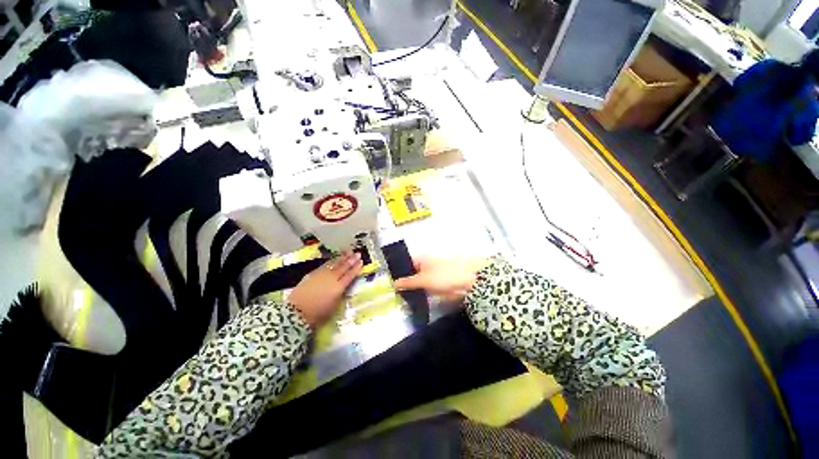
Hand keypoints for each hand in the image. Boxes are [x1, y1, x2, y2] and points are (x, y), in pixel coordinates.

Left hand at [289, 252, 362, 327]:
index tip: (361, 262)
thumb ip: (340, 293)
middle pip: (343, 267)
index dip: (356, 268)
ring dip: (342, 257)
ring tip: (348, 252)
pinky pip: (325, 265)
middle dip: (351, 260)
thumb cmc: (317, 314)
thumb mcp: (334, 306)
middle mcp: (331, 278)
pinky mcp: (312, 274)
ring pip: (334, 263)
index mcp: (338, 287)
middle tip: (357, 253)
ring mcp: (321, 274)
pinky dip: (331, 261)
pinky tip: (334, 259)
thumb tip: (343, 287)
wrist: (296, 312)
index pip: (350, 275)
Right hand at [393, 256, 488, 302]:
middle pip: (410, 273)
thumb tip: (394, 284)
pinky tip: (412, 299)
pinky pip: (424, 287)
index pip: (405, 263)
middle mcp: (425, 264)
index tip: (390, 283)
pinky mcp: (437, 283)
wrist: (466, 283)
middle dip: (403, 282)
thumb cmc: (443, 276)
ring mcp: (431, 274)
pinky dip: (419, 291)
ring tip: (400, 297)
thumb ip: (408, 282)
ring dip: (411, 288)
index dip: (398, 272)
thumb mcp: (423, 280)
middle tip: (393, 293)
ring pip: (417, 281)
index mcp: (421, 259)